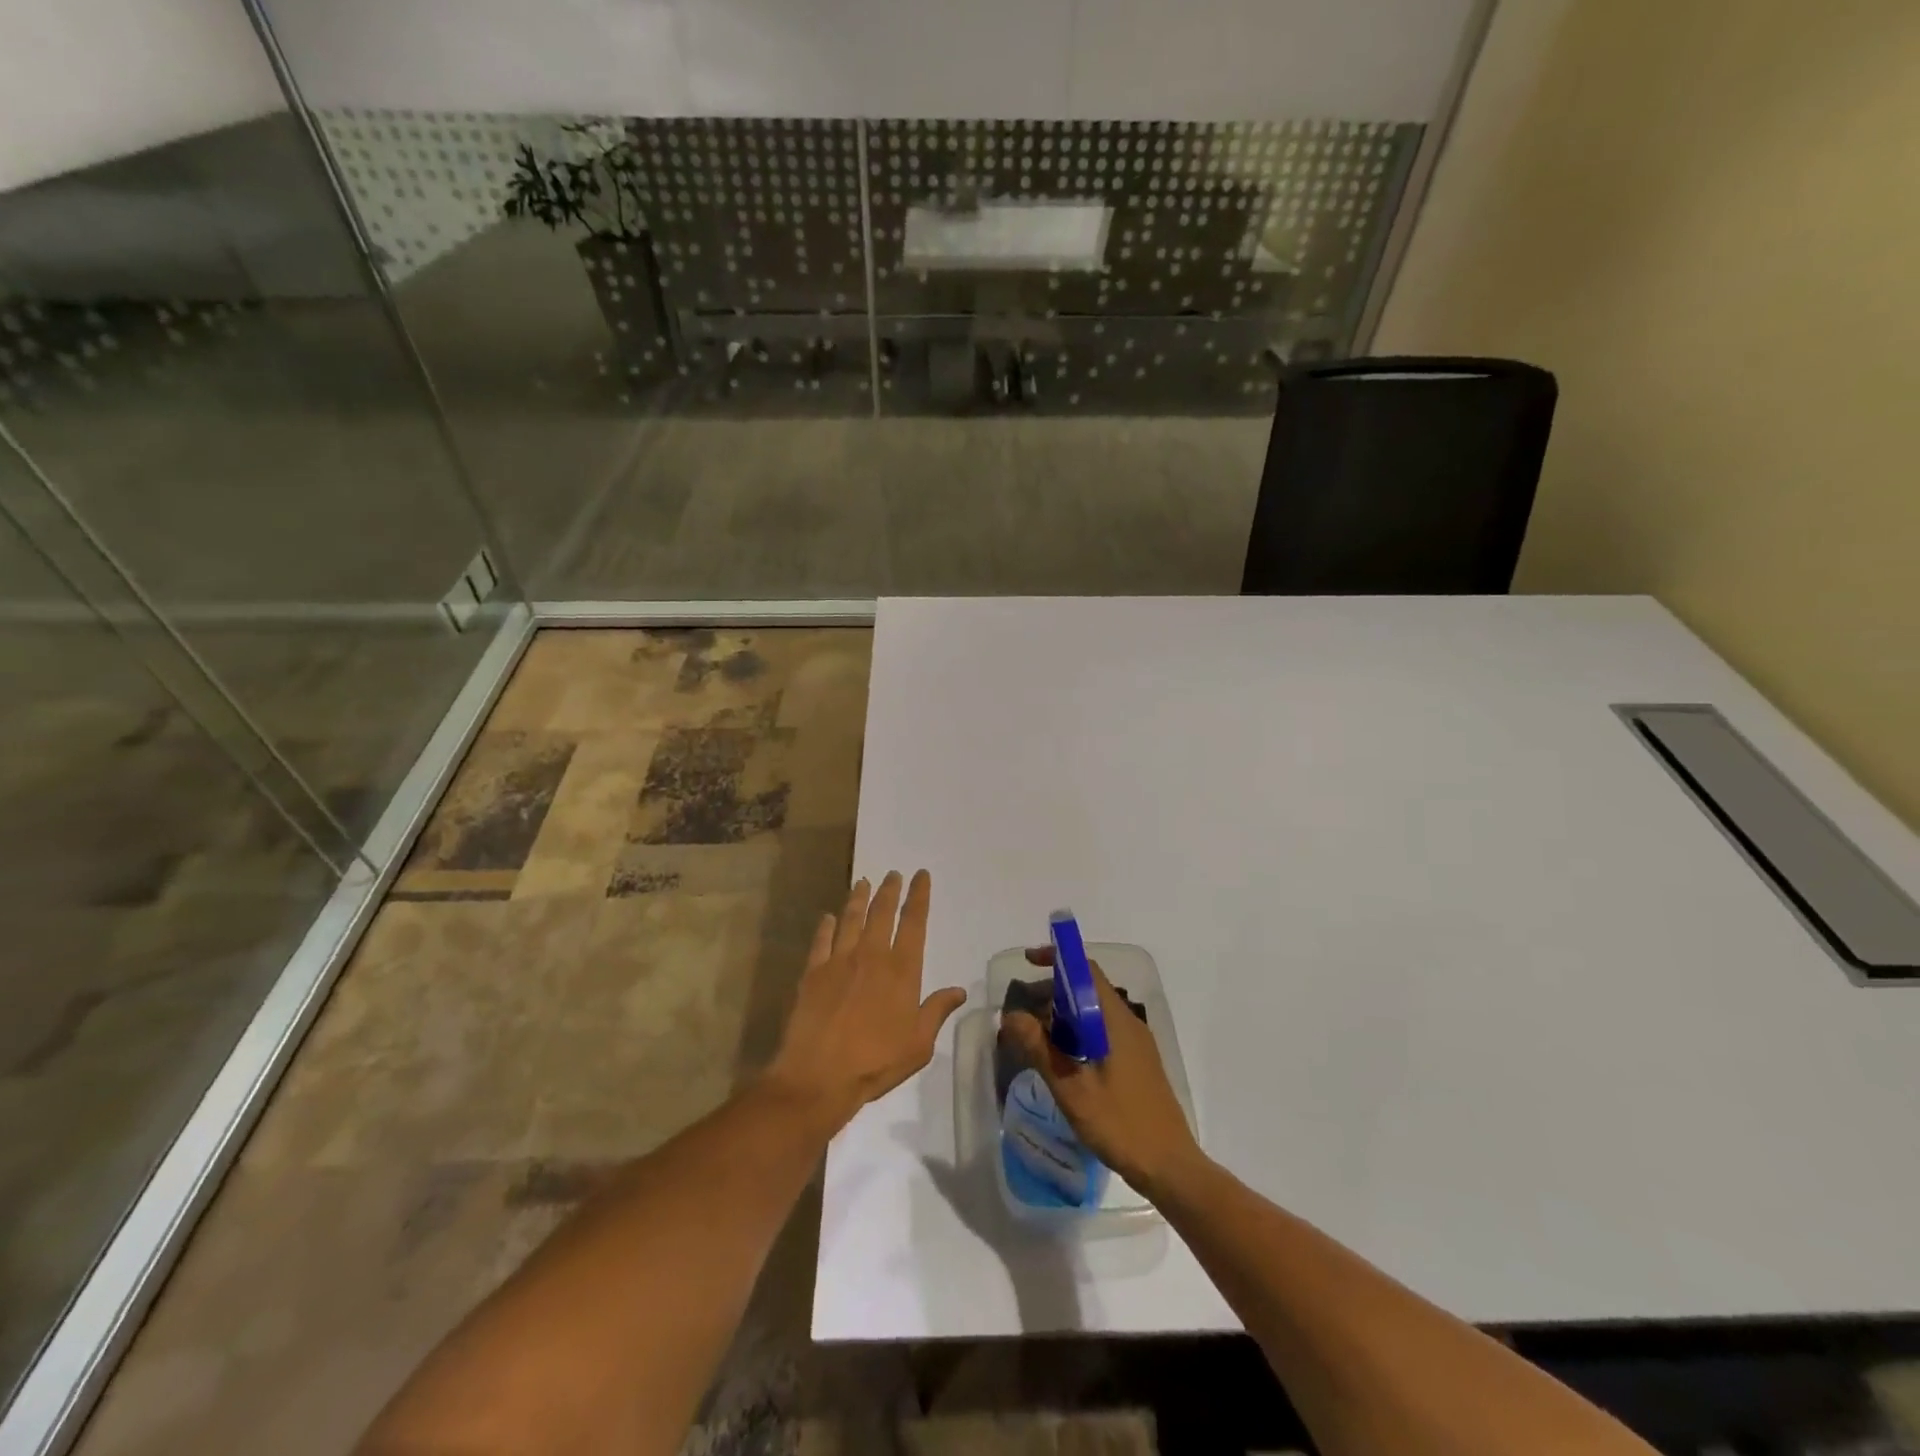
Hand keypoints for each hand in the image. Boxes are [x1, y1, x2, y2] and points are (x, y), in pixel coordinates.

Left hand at [764, 870, 966, 1132]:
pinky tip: (828, 917)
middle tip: (893, 874)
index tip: (921, 876)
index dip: (919, 897)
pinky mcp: (813, 973)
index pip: (914, 923)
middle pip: (882, 913)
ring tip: (863, 882)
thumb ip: (937, 1011)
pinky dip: (826, 926)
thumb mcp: (919, 1044)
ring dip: (859, 899)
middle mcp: (871, 956)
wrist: (818, 1077)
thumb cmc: (875, 1063)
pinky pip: (821, 941)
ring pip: (851, 919)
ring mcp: (839, 962)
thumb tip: (960, 991)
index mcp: (901, 971)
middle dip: (889, 890)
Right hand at [1000, 948, 1200, 1193]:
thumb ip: (1040, 1049)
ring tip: (1035, 1038)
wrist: (1171, 1168)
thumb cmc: (1121, 1125)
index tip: (1028, 962)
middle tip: (1022, 1013)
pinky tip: (1061, 1060)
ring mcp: (1136, 1043)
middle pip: (1088, 989)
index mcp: (1116, 1020)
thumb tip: (1011, 1015)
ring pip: (1094, 1012)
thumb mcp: (1072, 1089)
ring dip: (1063, 1015)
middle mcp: (1128, 1022)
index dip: (1057, 959)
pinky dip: (1077, 1033)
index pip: (1086, 971)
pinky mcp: (1137, 1062)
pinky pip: (1102, 1031)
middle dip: (1052, 991)